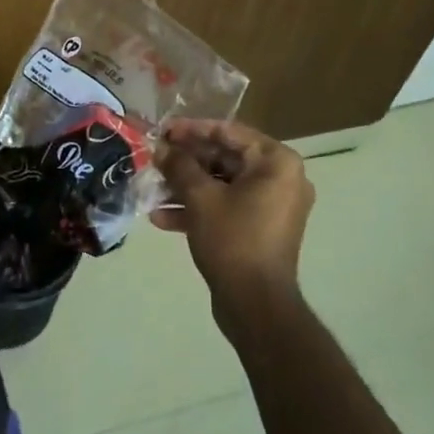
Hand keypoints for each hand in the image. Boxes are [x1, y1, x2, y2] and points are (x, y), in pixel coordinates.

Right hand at [152, 120, 314, 301]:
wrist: (255, 303)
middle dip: (186, 162)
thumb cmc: (233, 239)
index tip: (162, 130)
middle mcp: (281, 179)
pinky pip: (227, 208)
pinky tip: (162, 218)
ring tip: (152, 190)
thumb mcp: (200, 198)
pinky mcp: (260, 229)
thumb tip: (160, 148)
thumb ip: (179, 166)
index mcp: (276, 162)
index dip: (192, 130)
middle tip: (154, 159)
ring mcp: (272, 206)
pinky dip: (199, 209)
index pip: (229, 132)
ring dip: (186, 187)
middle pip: (225, 158)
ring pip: (222, 185)